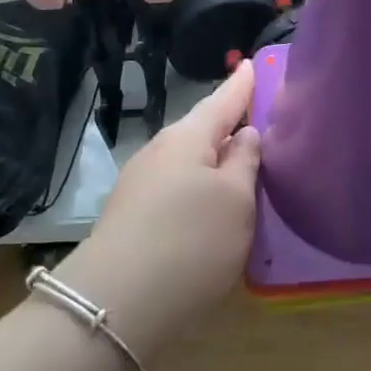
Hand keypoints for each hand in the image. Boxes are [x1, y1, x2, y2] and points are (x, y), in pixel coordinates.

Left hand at [56, 62, 260, 355]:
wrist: (114, 306)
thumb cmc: (190, 240)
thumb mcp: (236, 200)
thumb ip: (245, 162)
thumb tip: (244, 135)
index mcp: (188, 137)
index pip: (223, 100)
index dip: (241, 85)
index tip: (251, 63)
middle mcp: (160, 152)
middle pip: (202, 130)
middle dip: (227, 124)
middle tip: (256, 118)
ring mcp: (140, 185)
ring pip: (188, 161)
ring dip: (213, 159)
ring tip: (241, 163)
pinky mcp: (132, 217)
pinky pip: (176, 188)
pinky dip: (199, 187)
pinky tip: (210, 204)